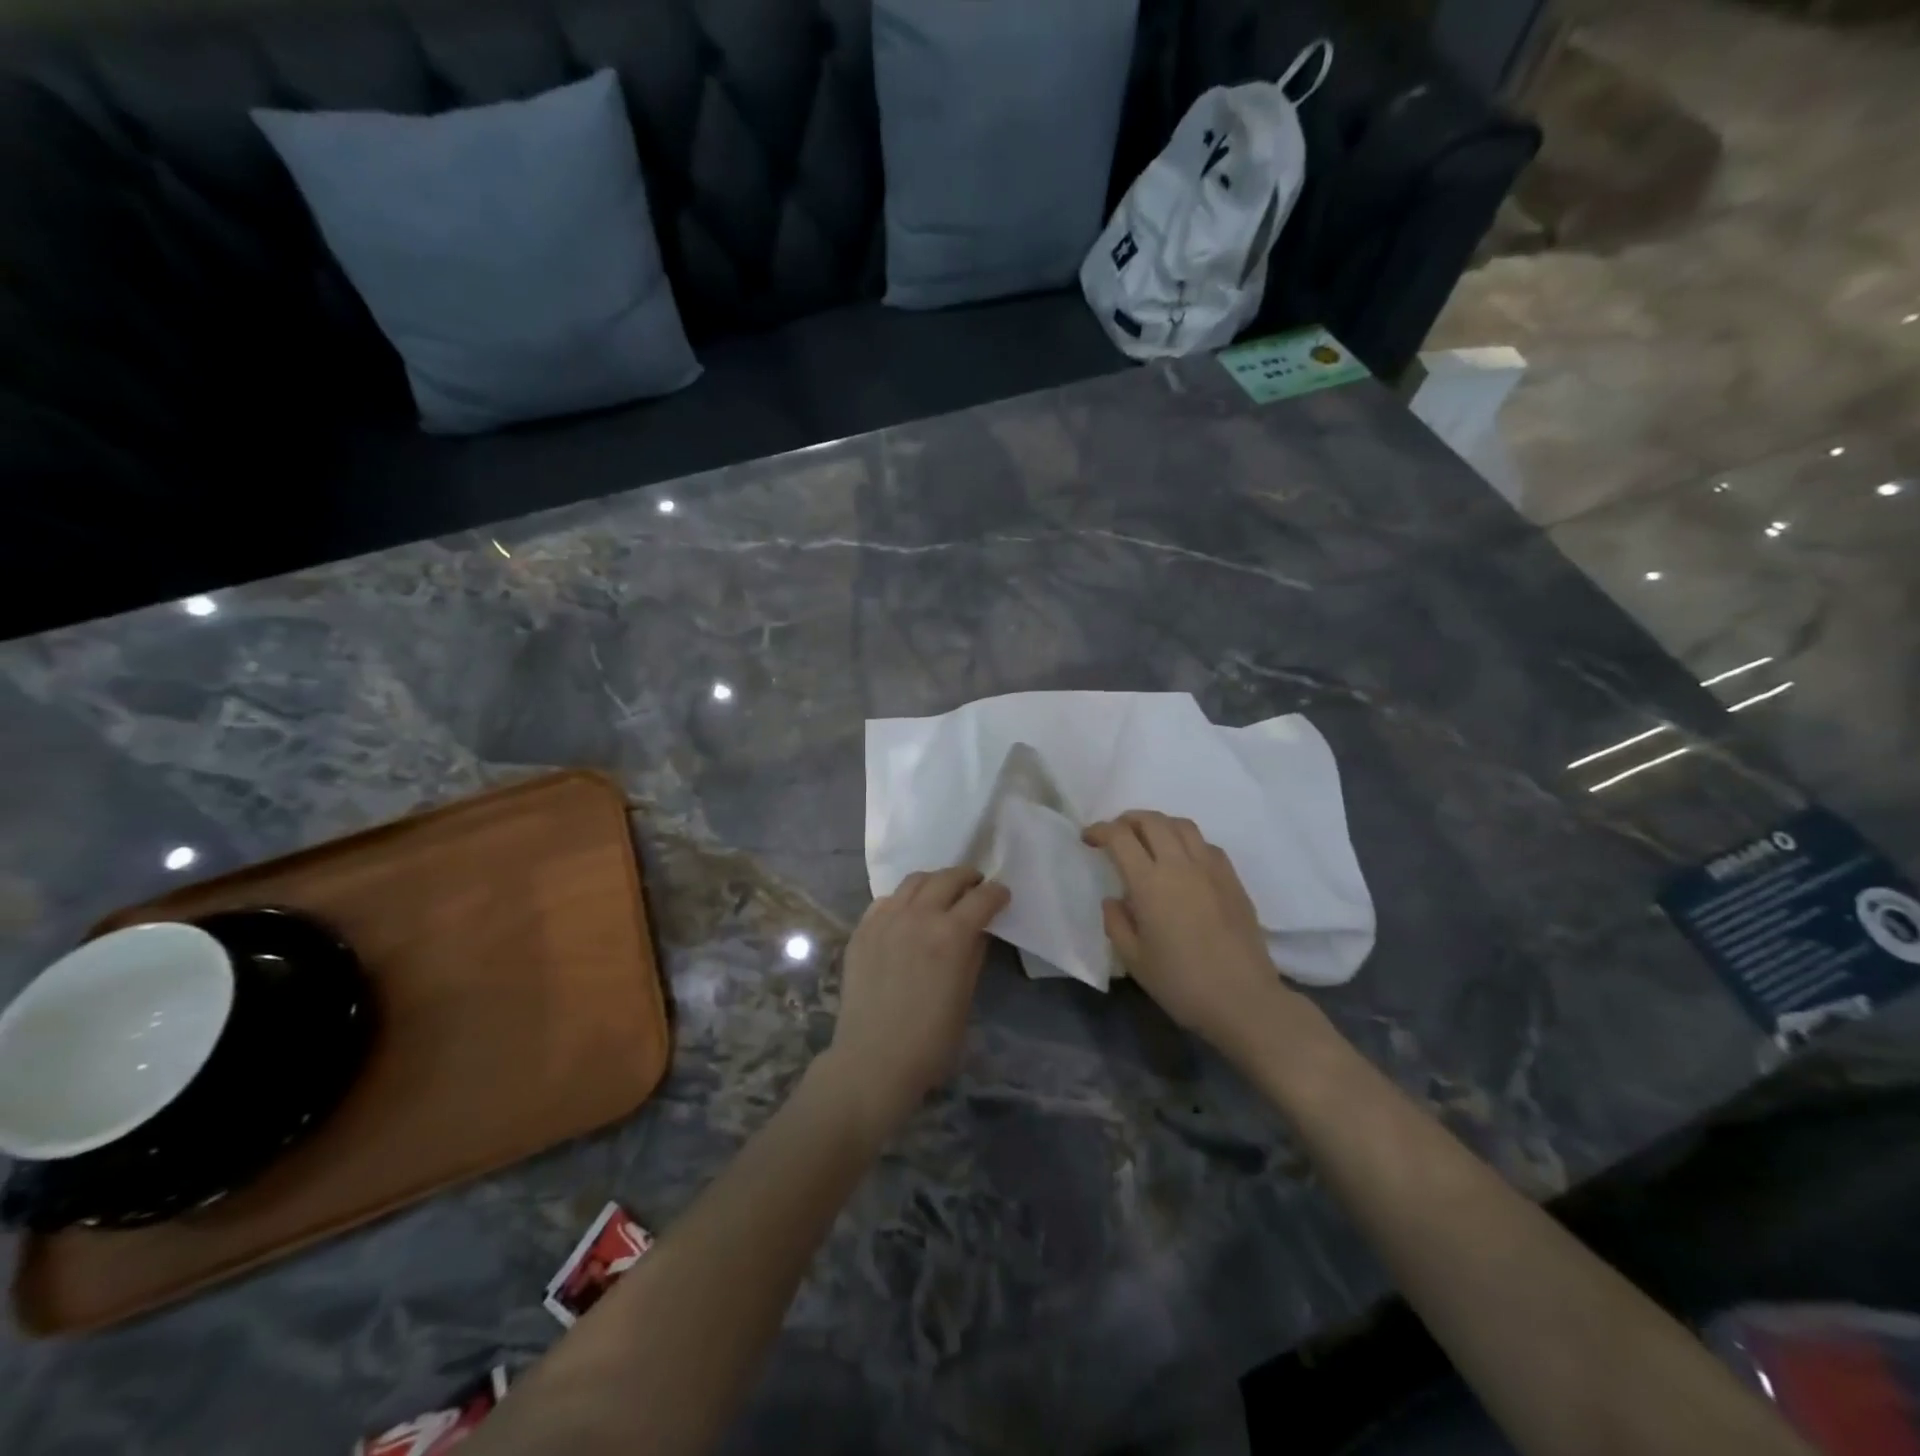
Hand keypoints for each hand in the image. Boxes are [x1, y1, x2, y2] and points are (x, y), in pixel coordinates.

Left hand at [826, 866, 1009, 1138]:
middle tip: (975, 888)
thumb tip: (978, 930)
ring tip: (942, 894)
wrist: (873, 1061)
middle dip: (968, 878)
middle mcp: (919, 916)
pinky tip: (908, 913)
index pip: (982, 898)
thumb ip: (973, 954)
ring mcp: (886, 919)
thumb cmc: (931, 1041)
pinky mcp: (862, 929)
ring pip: (915, 880)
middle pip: (948, 878)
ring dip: (935, 882)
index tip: (1002, 895)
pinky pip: (887, 899)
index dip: (997, 893)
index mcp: (952, 935)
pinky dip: (904, 898)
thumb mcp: (965, 996)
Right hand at [1084, 811, 1298, 1053]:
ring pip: (1182, 825)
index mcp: (1150, 883)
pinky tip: (1183, 861)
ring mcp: (1211, 868)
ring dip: (1158, 824)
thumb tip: (1114, 900)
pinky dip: (1186, 841)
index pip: (1120, 837)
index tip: (1088, 839)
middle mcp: (1180, 865)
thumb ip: (1116, 923)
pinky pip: (1206, 844)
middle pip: (1152, 820)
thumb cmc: (1181, 983)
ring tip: (1148, 840)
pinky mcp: (1232, 879)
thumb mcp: (1134, 960)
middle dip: (1127, 820)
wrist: (1243, 1000)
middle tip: (1115, 834)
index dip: (1100, 830)